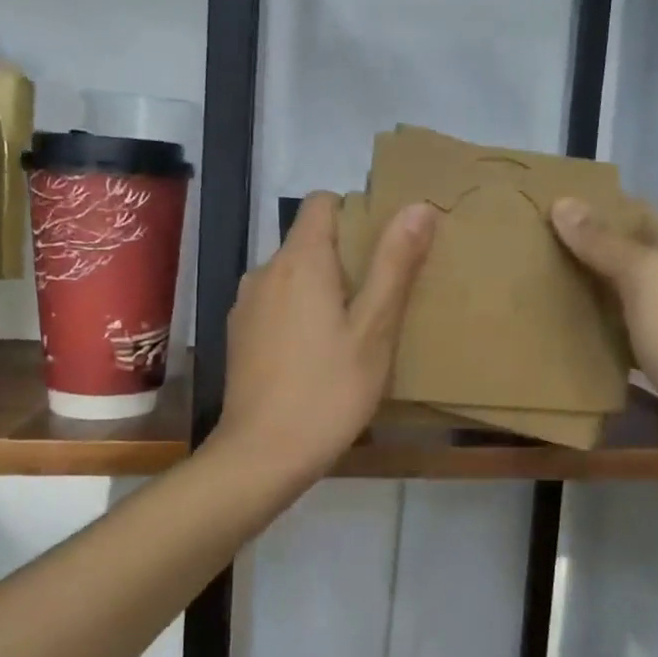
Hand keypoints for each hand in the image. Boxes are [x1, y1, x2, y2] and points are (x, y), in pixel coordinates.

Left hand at [214, 191, 436, 485]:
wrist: (263, 454)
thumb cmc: (329, 390)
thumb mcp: (375, 329)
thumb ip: (394, 264)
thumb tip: (418, 206)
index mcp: (300, 260)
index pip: (322, 202)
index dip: (356, 213)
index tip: (383, 248)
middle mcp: (265, 271)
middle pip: (308, 239)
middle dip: (345, 256)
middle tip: (381, 297)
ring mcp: (246, 304)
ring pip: (292, 275)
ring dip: (322, 287)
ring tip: (354, 328)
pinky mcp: (239, 334)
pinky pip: (277, 303)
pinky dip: (299, 312)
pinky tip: (318, 353)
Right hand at [551, 198, 657, 476]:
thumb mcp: (648, 278)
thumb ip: (605, 243)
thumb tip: (563, 202)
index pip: (634, 214)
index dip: (593, 209)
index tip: (544, 211)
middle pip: (627, 257)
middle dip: (584, 253)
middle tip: (530, 254)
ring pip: (624, 298)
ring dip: (589, 295)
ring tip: (538, 291)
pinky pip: (625, 339)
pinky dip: (599, 335)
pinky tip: (566, 338)